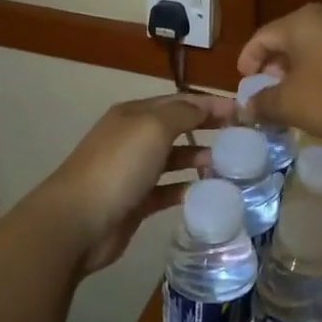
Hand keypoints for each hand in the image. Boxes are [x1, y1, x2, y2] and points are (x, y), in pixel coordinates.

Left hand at [31, 92, 232, 274]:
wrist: (78, 220)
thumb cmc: (118, 166)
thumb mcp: (153, 128)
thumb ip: (183, 113)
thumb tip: (205, 105)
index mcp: (135, 114)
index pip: (179, 101)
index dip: (209, 103)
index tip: (242, 111)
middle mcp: (134, 138)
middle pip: (178, 128)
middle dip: (207, 129)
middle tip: (242, 138)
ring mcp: (134, 171)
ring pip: (174, 159)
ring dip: (200, 158)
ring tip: (230, 166)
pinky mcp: (137, 202)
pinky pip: (169, 190)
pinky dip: (188, 188)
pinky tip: (209, 192)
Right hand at [237, 3, 321, 142]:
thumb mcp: (291, 104)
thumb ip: (263, 103)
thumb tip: (247, 105)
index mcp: (300, 22)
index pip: (261, 36)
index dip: (247, 60)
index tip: (244, 84)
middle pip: (287, 40)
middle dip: (273, 67)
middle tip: (267, 91)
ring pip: (312, 49)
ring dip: (298, 73)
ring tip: (293, 99)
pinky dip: (321, 75)